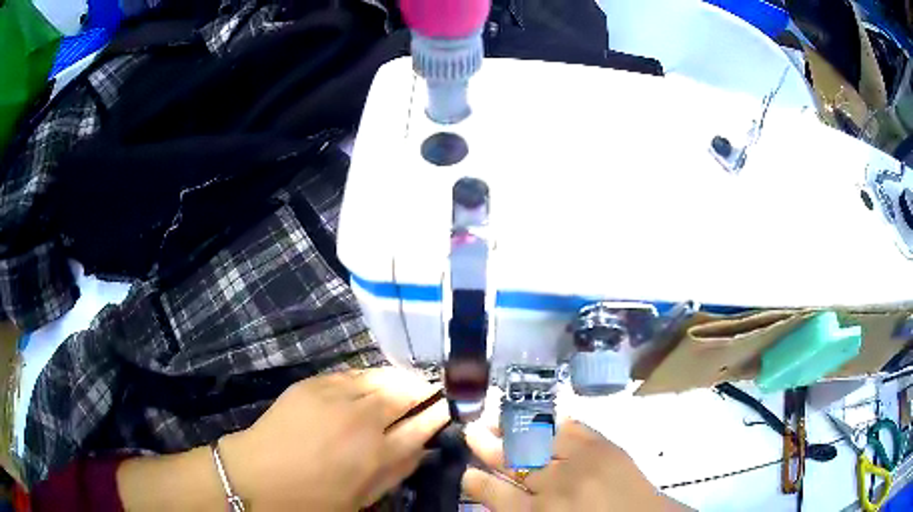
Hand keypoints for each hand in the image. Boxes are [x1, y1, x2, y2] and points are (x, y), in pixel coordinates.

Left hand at [220, 367, 448, 510]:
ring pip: (380, 377)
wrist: (258, 476)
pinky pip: (352, 374)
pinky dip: (368, 377)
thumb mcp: (364, 497)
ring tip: (405, 384)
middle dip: (424, 390)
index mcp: (379, 454)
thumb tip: (422, 447)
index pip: (424, 424)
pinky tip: (370, 383)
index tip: (451, 406)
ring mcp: (336, 396)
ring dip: (398, 379)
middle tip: (431, 392)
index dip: (441, 413)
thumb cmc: (314, 498)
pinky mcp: (314, 383)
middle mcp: (363, 419)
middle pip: (406, 393)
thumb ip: (398, 470)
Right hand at [462, 419, 685, 510]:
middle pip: (513, 463)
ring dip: (513, 429)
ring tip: (495, 418)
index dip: (478, 482)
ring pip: (537, 442)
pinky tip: (542, 417)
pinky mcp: (605, 448)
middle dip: (488, 446)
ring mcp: (581, 464)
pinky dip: (554, 422)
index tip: (466, 472)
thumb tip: (500, 496)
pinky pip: (573, 429)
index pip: (496, 496)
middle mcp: (555, 488)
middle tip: (471, 431)